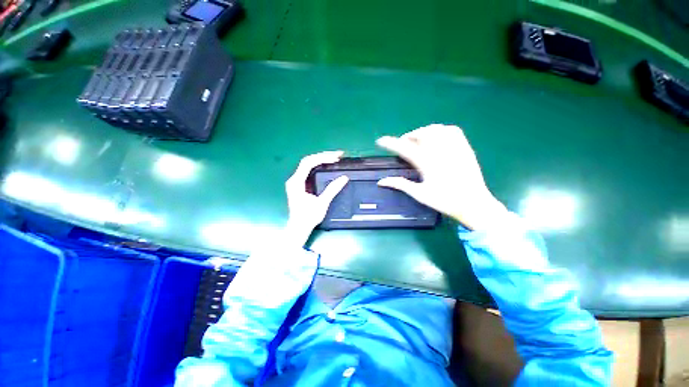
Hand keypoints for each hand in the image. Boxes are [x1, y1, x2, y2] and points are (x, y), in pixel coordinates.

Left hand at [284, 151, 348, 245]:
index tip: (335, 157)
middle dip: (323, 156)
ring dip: (320, 160)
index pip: (308, 163)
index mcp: (297, 182)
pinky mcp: (299, 185)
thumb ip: (332, 189)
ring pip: (307, 164)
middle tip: (337, 155)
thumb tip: (344, 178)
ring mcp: (295, 181)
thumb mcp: (322, 203)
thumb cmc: (308, 217)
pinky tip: (325, 165)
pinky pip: (308, 170)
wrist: (299, 228)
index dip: (322, 157)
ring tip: (333, 158)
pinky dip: (317, 166)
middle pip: (307, 161)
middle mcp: (294, 179)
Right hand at [376, 124, 506, 229]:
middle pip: (421, 134)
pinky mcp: (465, 148)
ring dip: (424, 132)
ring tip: (419, 140)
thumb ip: (400, 185)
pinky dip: (441, 130)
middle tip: (404, 144)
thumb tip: (381, 182)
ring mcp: (454, 148)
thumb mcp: (419, 194)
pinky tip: (438, 138)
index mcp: (427, 163)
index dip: (390, 143)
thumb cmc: (445, 201)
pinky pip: (452, 130)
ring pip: (436, 129)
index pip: (404, 148)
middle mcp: (440, 151)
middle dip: (408, 136)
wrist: (474, 203)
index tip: (380, 141)